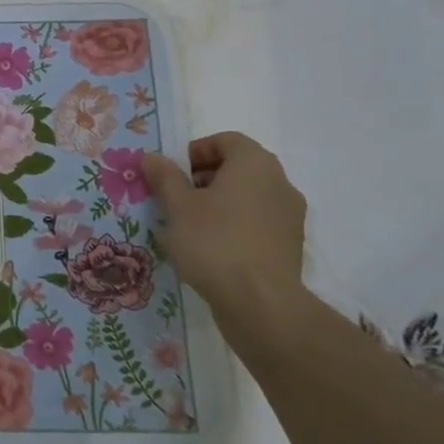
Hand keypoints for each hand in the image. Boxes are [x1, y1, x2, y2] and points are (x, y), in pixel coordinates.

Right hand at [143, 132, 306, 335]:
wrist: (260, 302)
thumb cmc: (214, 242)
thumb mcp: (178, 207)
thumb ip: (164, 177)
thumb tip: (152, 157)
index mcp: (255, 163)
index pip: (227, 140)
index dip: (197, 151)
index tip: (174, 172)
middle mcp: (280, 182)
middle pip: (239, 167)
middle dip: (205, 178)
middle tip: (177, 198)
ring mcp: (290, 215)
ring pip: (249, 196)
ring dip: (220, 203)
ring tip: (190, 226)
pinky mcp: (290, 245)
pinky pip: (258, 222)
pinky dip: (235, 225)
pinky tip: (212, 249)